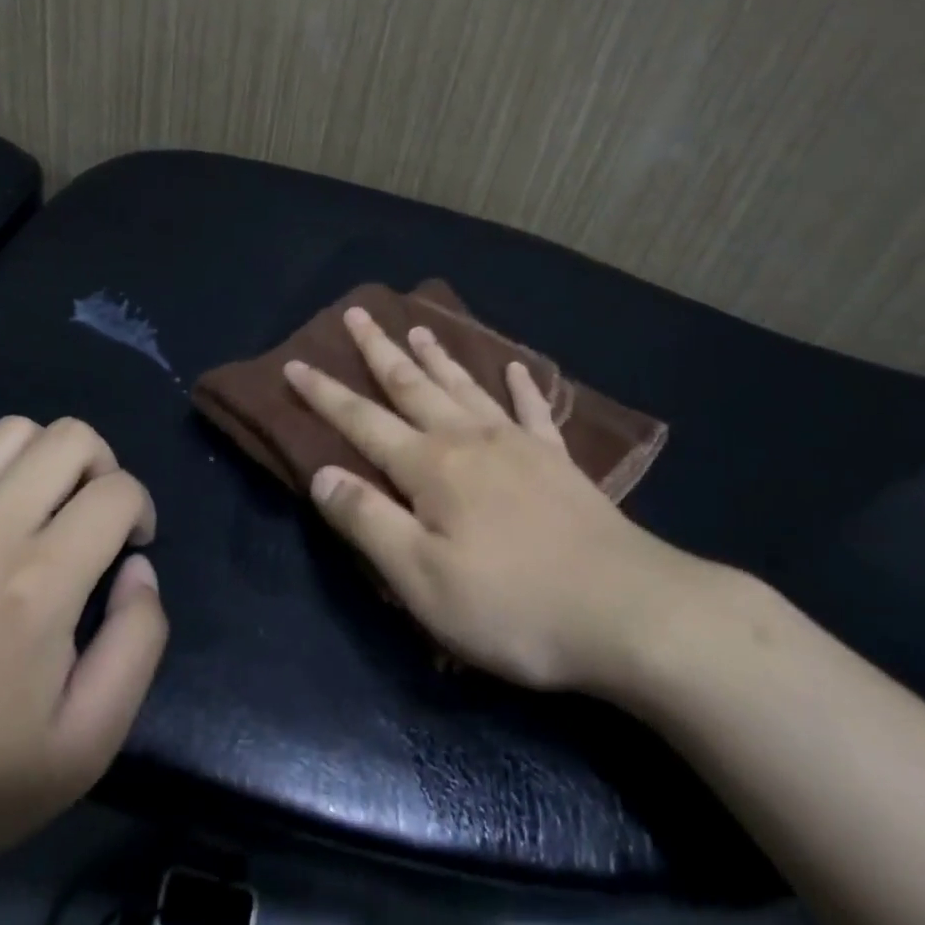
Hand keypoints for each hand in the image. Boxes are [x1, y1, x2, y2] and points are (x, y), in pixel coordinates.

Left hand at [0, 416, 166, 879]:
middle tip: (95, 518)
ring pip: (13, 430)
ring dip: (46, 460)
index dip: (141, 511)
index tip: (131, 547)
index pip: (117, 491)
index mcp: (38, 583)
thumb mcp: (87, 742)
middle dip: (103, 467)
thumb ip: (138, 643)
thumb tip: (138, 568)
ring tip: (44, 509)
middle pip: (71, 436)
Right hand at [286, 308, 725, 700]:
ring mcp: (518, 445)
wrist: (629, 611)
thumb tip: (322, 475)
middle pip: (412, 385)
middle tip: (356, 313)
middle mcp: (468, 440)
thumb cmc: (513, 605)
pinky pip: (533, 411)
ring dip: (437, 356)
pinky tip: (515, 369)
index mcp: (430, 467)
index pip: (361, 420)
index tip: (294, 363)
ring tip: (418, 327)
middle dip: (378, 350)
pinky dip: (520, 387)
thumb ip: (368, 522)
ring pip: (465, 386)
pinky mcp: (558, 462)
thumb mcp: (422, 580)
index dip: (324, 394)